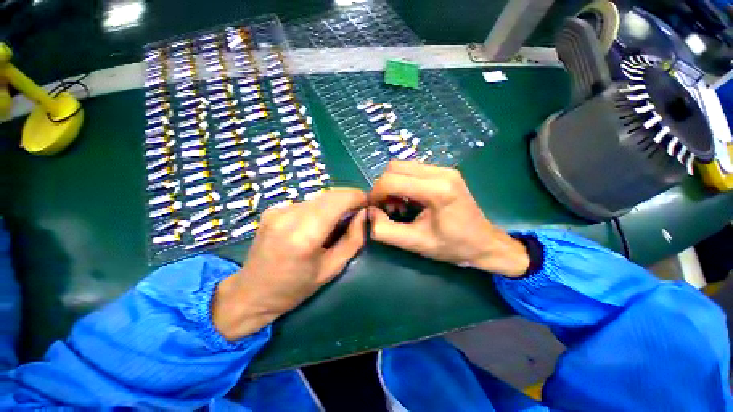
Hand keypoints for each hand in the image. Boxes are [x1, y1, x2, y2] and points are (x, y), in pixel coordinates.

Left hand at [213, 188, 366, 340]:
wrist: (250, 294)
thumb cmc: (295, 288)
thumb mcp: (332, 268)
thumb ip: (353, 239)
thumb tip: (363, 214)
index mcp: (305, 234)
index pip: (339, 199)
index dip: (358, 196)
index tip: (367, 204)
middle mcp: (289, 215)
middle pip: (329, 194)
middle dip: (348, 199)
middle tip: (356, 213)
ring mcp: (278, 209)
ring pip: (319, 197)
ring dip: (333, 204)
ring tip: (336, 222)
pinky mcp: (273, 209)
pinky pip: (306, 203)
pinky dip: (319, 209)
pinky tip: (316, 225)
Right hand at [368, 161, 529, 276]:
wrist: (484, 243)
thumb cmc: (452, 246)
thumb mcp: (415, 244)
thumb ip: (385, 231)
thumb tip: (370, 213)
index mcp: (437, 190)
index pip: (391, 180)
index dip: (375, 194)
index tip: (374, 210)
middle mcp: (441, 172)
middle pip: (394, 167)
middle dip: (383, 188)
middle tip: (387, 208)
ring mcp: (444, 169)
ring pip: (402, 166)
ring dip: (393, 184)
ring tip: (399, 206)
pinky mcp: (444, 171)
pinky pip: (412, 170)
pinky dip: (402, 183)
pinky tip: (409, 200)